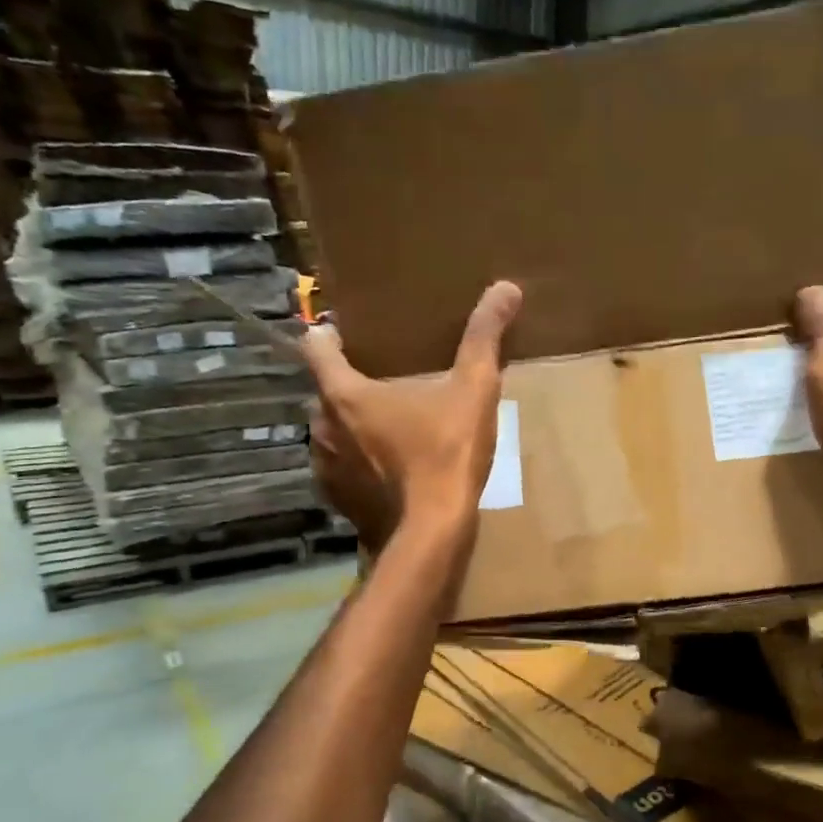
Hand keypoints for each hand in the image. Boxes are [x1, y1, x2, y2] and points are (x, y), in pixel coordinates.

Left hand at [302, 281, 521, 555]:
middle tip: (386, 380)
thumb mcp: (473, 391)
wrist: (432, 534)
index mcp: (344, 393)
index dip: (329, 334)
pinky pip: (340, 467)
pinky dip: (358, 461)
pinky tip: (390, 467)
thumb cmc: (446, 455)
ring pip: (332, 430)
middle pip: (326, 389)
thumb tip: (507, 287)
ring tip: (390, 424)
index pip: (316, 346)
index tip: (348, 331)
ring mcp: (325, 466)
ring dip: (353, 424)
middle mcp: (322, 425)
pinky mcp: (336, 499)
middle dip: (350, 382)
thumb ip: (484, 337)